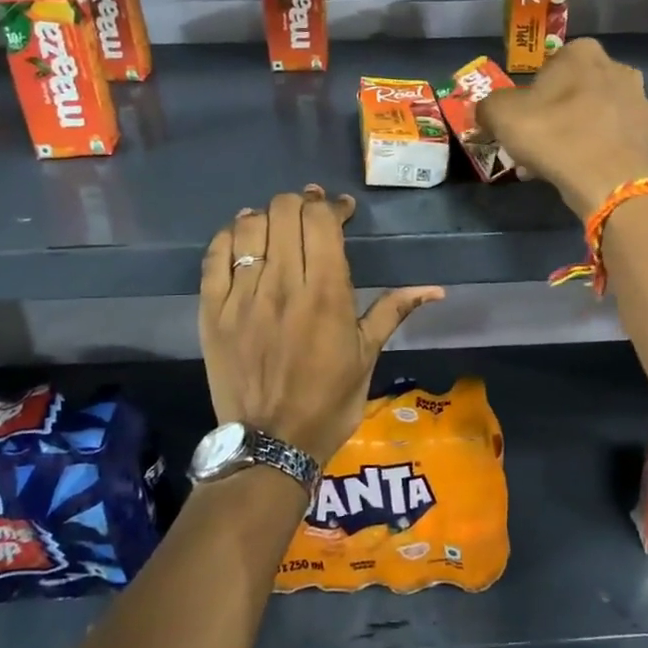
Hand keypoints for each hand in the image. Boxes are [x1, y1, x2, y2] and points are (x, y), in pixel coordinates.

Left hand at [200, 187, 444, 462]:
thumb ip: (393, 311)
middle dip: (301, 204)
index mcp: (326, 294)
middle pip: (284, 213)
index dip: (332, 205)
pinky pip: (214, 256)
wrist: (271, 444)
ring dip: (267, 216)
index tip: (341, 211)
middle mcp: (283, 285)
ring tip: (277, 224)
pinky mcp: (211, 311)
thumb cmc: (329, 401)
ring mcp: (242, 296)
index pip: (322, 221)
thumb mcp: (367, 356)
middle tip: (311, 214)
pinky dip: (229, 236)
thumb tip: (436, 289)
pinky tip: (242, 237)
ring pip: (249, 227)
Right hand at [477, 38, 647, 219]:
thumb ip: (488, 107)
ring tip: (553, 164)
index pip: (546, 70)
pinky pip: (608, 136)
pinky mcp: (647, 132)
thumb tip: (487, 113)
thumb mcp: (501, 115)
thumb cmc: (554, 135)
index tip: (521, 124)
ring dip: (572, 133)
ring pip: (591, 114)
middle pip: (571, 92)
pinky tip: (577, 171)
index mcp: (582, 51)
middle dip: (553, 115)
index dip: (529, 98)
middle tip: (535, 145)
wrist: (609, 180)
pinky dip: (592, 148)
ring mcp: (637, 99)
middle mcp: (615, 67)